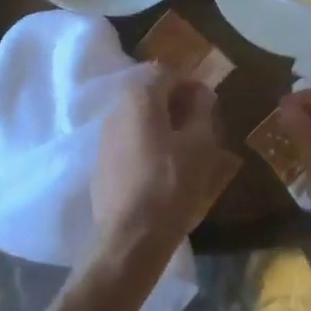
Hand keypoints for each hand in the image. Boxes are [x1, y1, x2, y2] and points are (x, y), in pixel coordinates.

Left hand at [91, 70, 239, 253]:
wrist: (130, 237)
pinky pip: (129, 142)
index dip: (190, 84)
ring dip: (162, 126)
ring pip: (139, 120)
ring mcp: (105, 138)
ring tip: (185, 151)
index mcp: (139, 98)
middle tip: (200, 127)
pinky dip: (147, 145)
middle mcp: (117, 110)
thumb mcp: (199, 145)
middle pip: (150, 94)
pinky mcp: (101, 164)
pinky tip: (163, 171)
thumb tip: (202, 93)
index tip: (208, 105)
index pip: (166, 73)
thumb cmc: (171, 184)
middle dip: (176, 105)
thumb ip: (201, 111)